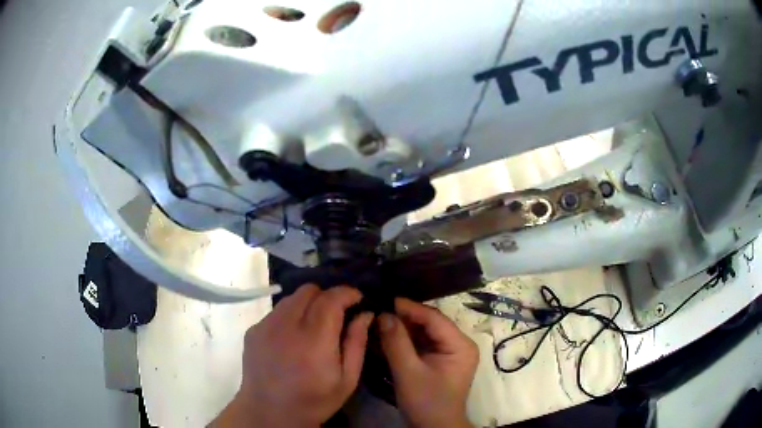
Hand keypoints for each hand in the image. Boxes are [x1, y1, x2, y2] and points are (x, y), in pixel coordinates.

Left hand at [212, 285, 373, 427]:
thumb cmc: (314, 401)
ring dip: (307, 304)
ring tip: (313, 325)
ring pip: (291, 298)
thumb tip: (365, 313)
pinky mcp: (253, 330)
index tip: (357, 298)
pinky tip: (293, 338)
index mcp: (314, 340)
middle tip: (336, 314)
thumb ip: (357, 343)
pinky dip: (290, 316)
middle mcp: (286, 326)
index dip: (347, 292)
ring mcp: (266, 326)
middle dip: (327, 296)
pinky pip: (276, 312)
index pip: (331, 298)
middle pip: (309, 290)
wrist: (269, 413)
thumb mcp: (347, 380)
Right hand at [378, 298, 477, 427]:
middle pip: (430, 324)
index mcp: (460, 345)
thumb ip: (396, 342)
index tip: (385, 300)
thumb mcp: (408, 372)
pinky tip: (388, 336)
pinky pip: (422, 344)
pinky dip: (406, 341)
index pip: (434, 318)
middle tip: (378, 310)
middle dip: (404, 318)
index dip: (409, 308)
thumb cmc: (426, 402)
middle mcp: (459, 344)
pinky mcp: (441, 361)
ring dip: (403, 328)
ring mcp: (451, 352)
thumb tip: (383, 314)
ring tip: (380, 320)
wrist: (434, 427)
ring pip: (425, 333)